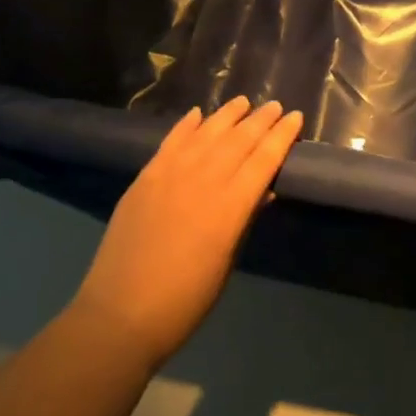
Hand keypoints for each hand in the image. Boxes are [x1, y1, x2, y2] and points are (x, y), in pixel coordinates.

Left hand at [72, 98, 302, 367]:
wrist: (121, 313)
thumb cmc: (186, 300)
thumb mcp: (227, 262)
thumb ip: (244, 220)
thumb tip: (263, 191)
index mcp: (231, 206)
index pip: (264, 159)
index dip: (282, 137)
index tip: (295, 118)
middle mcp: (204, 180)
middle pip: (239, 140)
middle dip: (260, 120)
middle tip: (275, 105)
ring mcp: (171, 174)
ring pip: (206, 133)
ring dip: (227, 115)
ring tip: (242, 102)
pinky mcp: (145, 177)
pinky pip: (170, 141)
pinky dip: (186, 125)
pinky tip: (197, 114)